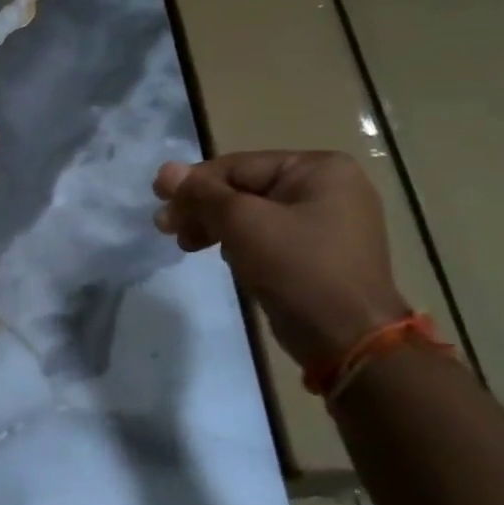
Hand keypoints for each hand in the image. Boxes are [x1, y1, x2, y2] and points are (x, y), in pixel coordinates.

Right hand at [153, 150, 408, 365]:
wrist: (347, 338)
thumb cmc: (297, 267)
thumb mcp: (242, 222)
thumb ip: (202, 193)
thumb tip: (165, 170)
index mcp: (319, 169)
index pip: (239, 166)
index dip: (194, 183)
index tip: (157, 199)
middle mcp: (327, 189)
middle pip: (244, 188)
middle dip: (202, 208)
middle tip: (165, 227)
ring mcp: (326, 223)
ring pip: (252, 214)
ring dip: (214, 227)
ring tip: (185, 245)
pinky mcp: (317, 254)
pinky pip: (267, 237)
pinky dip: (239, 243)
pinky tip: (221, 257)